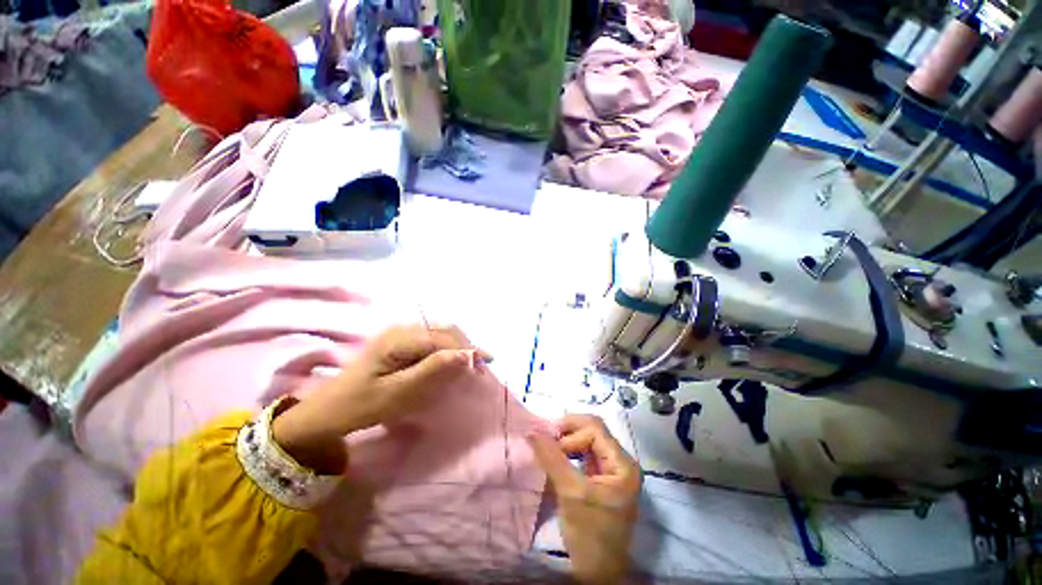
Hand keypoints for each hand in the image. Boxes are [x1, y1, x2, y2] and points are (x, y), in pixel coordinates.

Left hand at [272, 324, 488, 472]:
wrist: (327, 411)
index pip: (443, 338)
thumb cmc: (361, 405)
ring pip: (439, 333)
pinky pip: (430, 340)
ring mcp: (399, 334)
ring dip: (457, 347)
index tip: (487, 364)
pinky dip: (446, 349)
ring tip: (470, 364)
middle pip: (444, 330)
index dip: (468, 349)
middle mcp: (401, 329)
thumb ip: (433, 370)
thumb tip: (467, 355)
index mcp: (399, 339)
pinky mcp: (399, 342)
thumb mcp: (398, 392)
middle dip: (465, 346)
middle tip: (480, 367)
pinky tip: (450, 361)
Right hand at [527, 414, 641, 584]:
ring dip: (567, 443)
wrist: (597, 573)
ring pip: (588, 442)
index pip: (595, 430)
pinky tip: (557, 460)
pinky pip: (585, 456)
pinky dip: (569, 454)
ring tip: (549, 450)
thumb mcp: (570, 493)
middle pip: (593, 432)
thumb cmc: (589, 535)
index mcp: (623, 464)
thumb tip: (532, 430)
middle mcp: (621, 463)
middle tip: (547, 443)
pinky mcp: (603, 479)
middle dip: (568, 434)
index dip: (570, 431)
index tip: (549, 443)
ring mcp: (613, 471)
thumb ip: (552, 458)